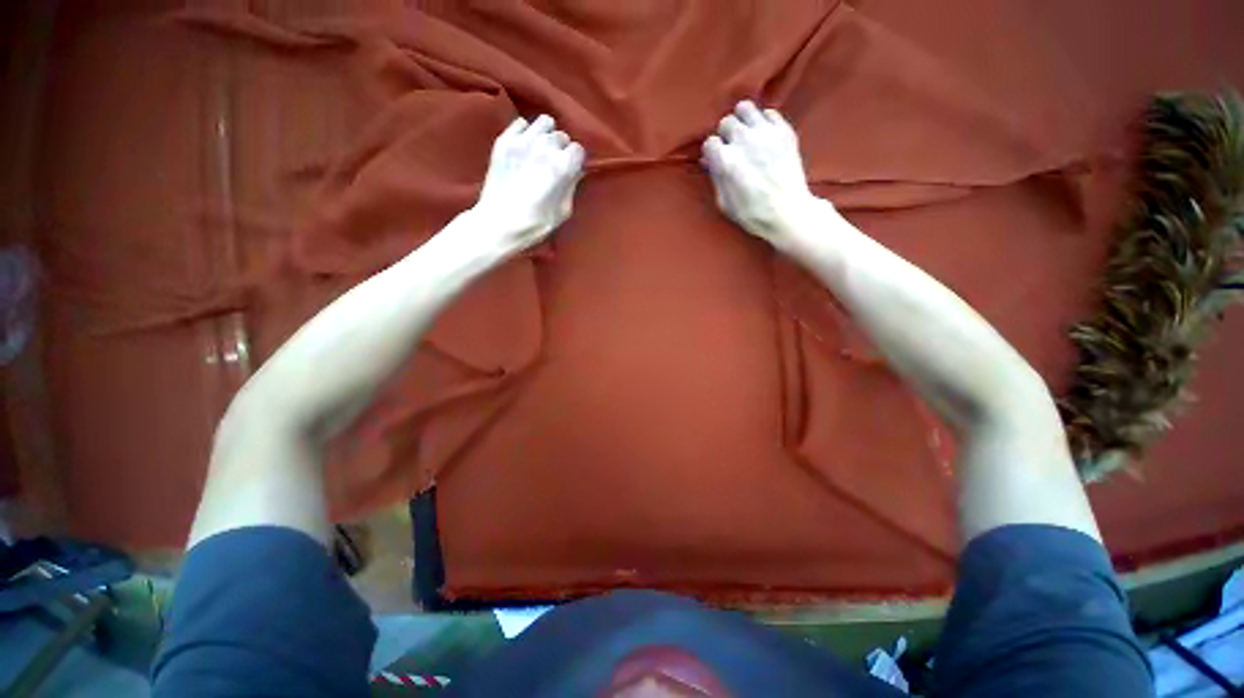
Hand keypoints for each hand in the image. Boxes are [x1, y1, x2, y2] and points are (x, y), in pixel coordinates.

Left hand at [474, 114, 585, 251]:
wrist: (499, 223)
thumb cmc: (536, 224)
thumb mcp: (563, 211)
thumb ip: (572, 187)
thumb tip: (576, 172)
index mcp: (562, 166)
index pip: (578, 149)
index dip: (576, 161)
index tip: (572, 171)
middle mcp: (545, 146)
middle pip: (561, 135)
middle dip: (562, 148)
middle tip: (555, 163)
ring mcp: (522, 140)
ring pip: (544, 122)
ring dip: (546, 135)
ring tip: (541, 150)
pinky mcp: (504, 140)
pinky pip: (521, 123)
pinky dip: (526, 132)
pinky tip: (524, 147)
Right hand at [701, 101, 816, 245]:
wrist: (788, 212)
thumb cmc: (752, 213)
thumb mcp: (724, 202)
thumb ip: (715, 177)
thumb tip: (709, 161)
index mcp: (726, 160)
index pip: (710, 142)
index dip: (712, 153)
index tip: (717, 160)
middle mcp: (743, 141)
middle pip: (726, 122)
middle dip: (726, 135)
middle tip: (731, 147)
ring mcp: (765, 133)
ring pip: (745, 108)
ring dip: (742, 120)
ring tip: (746, 134)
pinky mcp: (784, 130)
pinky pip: (769, 113)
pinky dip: (764, 121)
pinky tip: (763, 135)